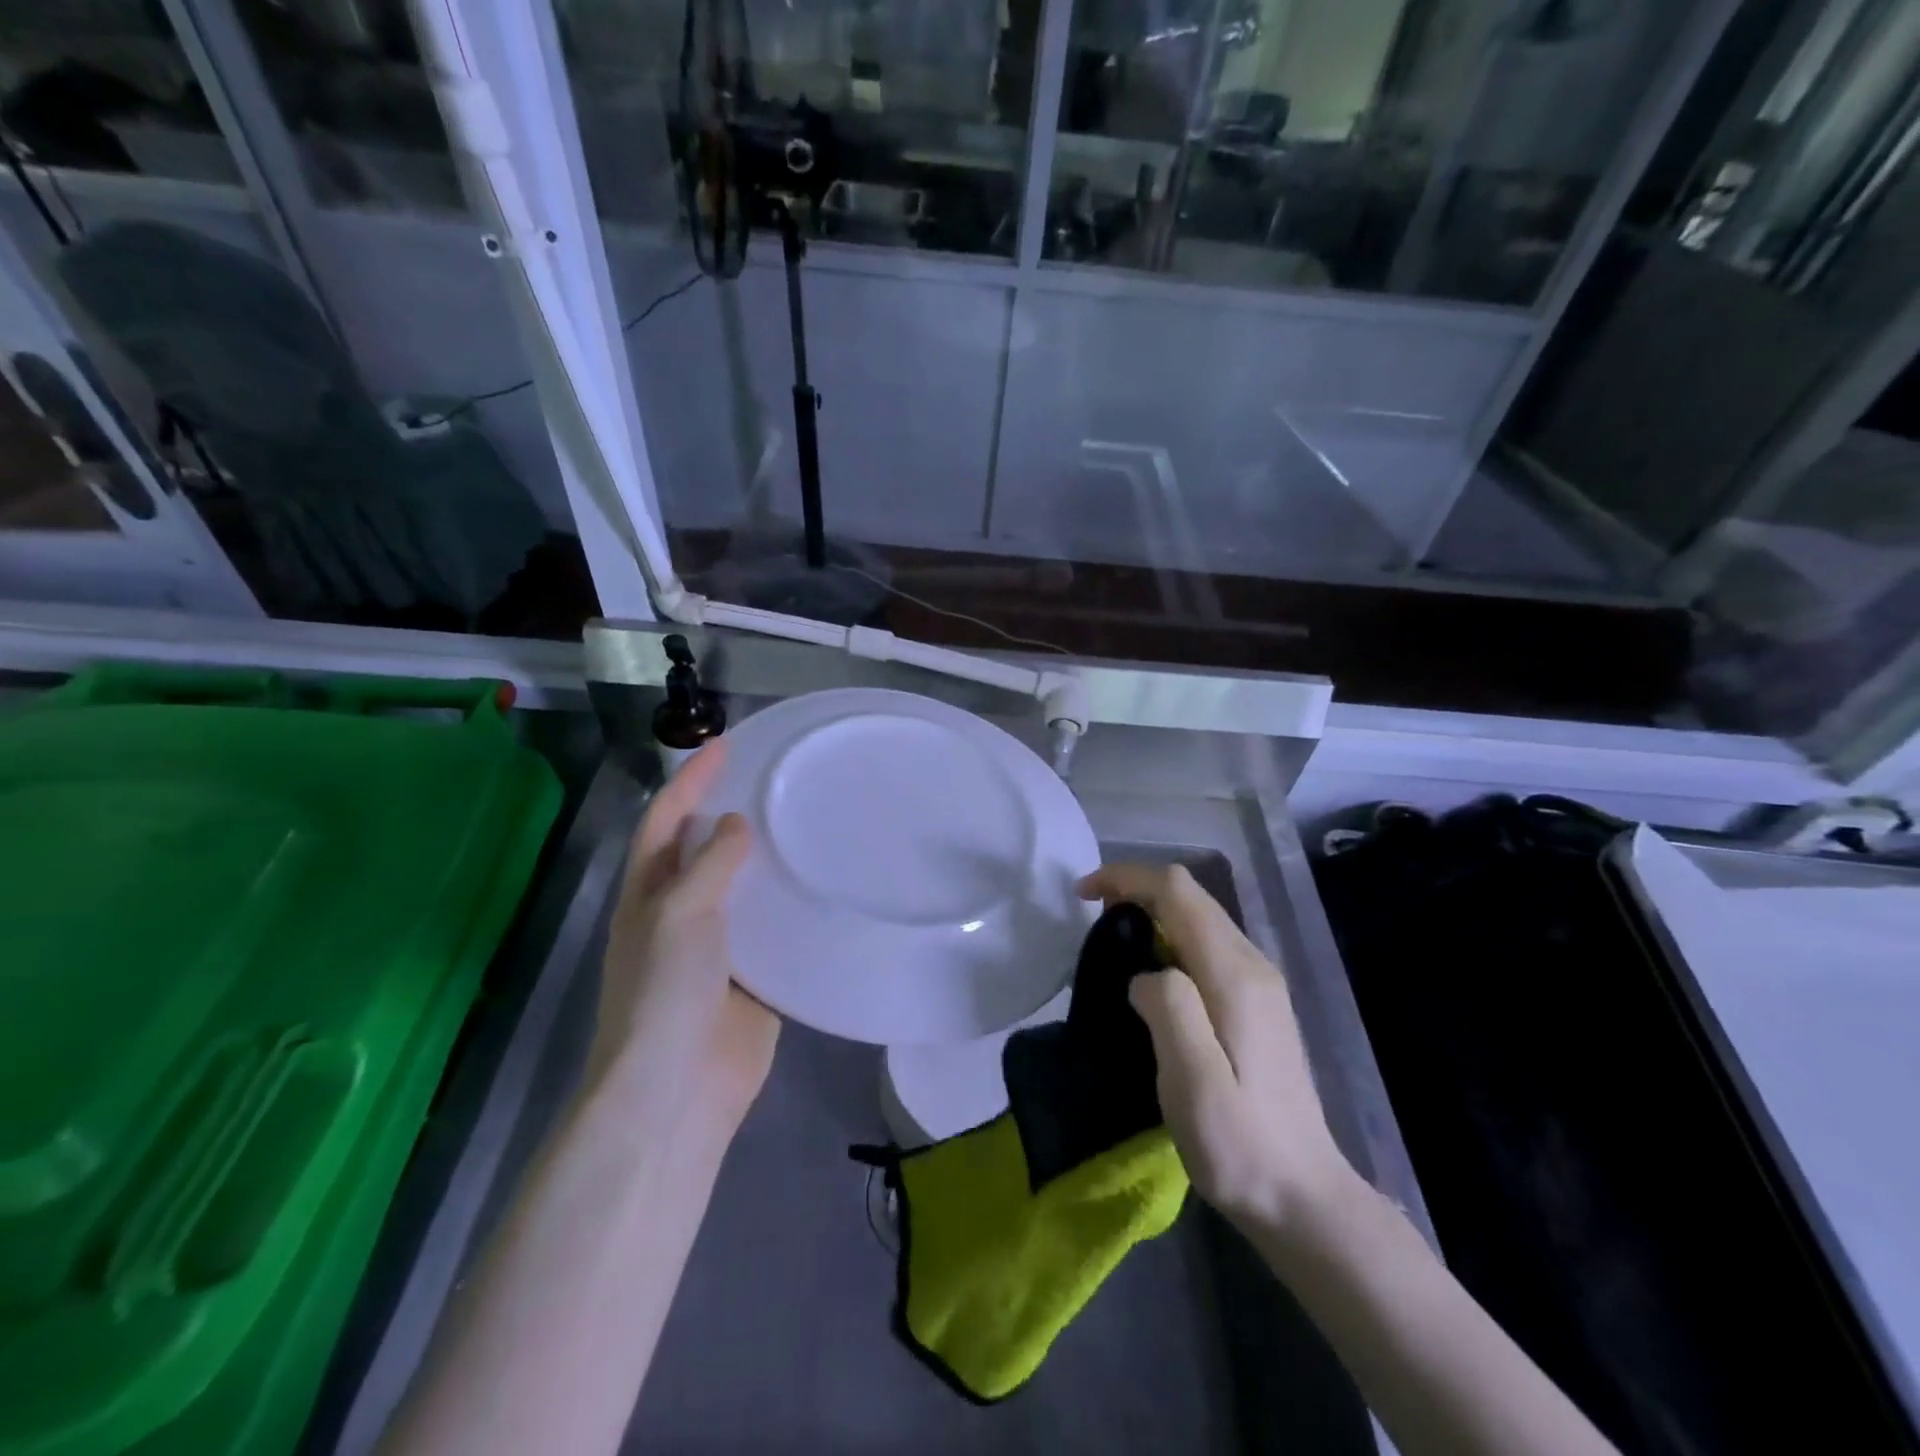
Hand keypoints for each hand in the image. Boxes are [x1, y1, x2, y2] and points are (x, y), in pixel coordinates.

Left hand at [590, 742, 779, 1136]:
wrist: (677, 1090)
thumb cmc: (665, 993)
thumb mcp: (680, 915)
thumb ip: (710, 865)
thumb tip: (736, 824)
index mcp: (649, 895)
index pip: (667, 820)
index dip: (691, 780)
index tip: (726, 744)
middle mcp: (680, 913)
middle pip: (704, 849)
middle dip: (730, 811)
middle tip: (777, 778)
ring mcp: (717, 947)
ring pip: (743, 889)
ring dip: (766, 858)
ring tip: (808, 821)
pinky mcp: (754, 977)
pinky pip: (774, 930)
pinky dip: (793, 906)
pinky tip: (826, 886)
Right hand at [1077, 863, 1351, 1231]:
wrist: (1303, 1198)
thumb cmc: (1240, 1143)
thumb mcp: (1193, 1081)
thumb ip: (1169, 1008)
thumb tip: (1145, 974)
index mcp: (1234, 974)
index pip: (1178, 891)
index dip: (1127, 879)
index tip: (1083, 896)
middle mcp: (1252, 964)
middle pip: (1191, 896)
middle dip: (1136, 889)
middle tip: (1091, 918)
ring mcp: (1260, 983)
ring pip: (1200, 917)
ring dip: (1152, 912)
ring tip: (1113, 942)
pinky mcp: (1258, 1003)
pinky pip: (1207, 944)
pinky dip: (1169, 937)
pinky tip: (1152, 974)